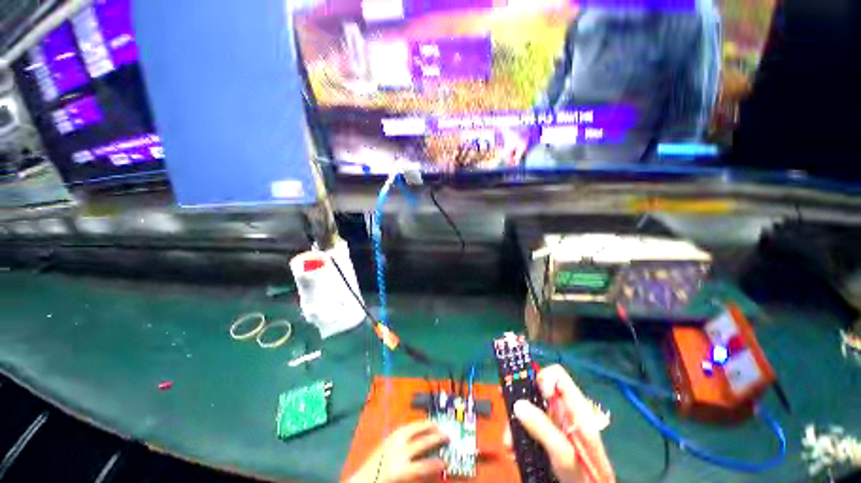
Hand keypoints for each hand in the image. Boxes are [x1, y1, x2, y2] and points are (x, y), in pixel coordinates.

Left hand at [347, 420, 447, 482]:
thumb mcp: (401, 481)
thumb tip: (432, 469)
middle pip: (420, 442)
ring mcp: (391, 442)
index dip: (436, 464)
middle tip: (448, 435)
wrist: (360, 482)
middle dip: (435, 437)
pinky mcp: (387, 438)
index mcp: (399, 470)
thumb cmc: (382, 482)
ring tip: (436, 424)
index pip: (423, 466)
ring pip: (412, 429)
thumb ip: (416, 475)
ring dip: (425, 425)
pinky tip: (420, 425)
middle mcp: (397, 452)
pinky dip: (414, 425)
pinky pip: (403, 428)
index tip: (446, 462)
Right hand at [505, 365, 614, 482]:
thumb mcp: (563, 454)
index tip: (531, 396)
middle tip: (509, 419)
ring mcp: (556, 423)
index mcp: (575, 408)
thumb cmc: (584, 477)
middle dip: (520, 403)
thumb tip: (518, 404)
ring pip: (530, 409)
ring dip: (516, 423)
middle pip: (537, 391)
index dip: (541, 378)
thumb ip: (543, 429)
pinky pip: (530, 425)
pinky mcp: (549, 435)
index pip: (556, 375)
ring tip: (510, 444)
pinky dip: (519, 434)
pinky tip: (515, 450)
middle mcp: (564, 411)